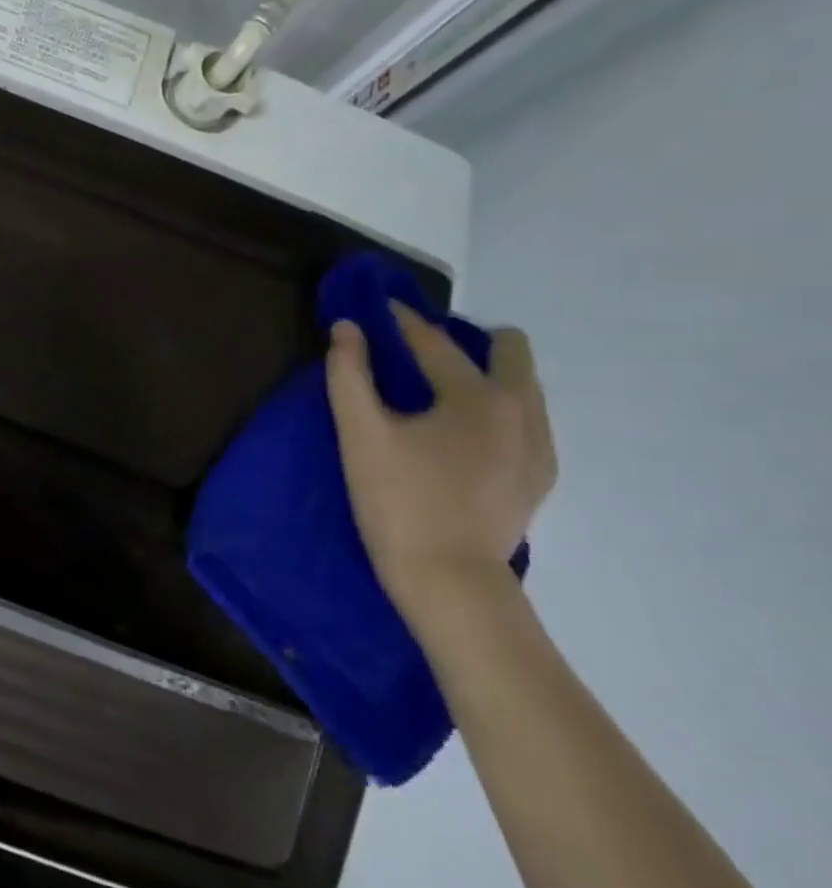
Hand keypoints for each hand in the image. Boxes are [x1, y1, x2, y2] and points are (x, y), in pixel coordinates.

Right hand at [325, 302, 555, 619]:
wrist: (449, 580)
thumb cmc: (397, 500)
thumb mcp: (360, 433)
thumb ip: (349, 374)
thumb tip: (347, 329)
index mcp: (476, 397)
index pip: (434, 342)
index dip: (400, 321)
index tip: (378, 307)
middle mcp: (521, 411)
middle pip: (510, 351)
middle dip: (466, 339)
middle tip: (420, 352)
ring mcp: (538, 447)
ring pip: (523, 386)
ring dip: (485, 373)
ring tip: (439, 389)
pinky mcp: (539, 477)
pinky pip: (526, 420)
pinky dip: (497, 408)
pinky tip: (463, 432)